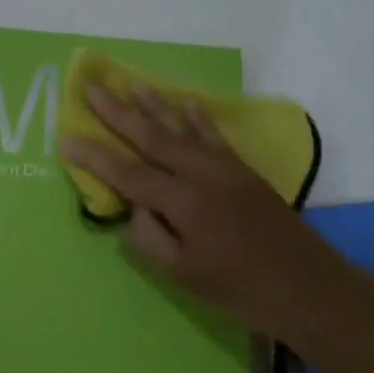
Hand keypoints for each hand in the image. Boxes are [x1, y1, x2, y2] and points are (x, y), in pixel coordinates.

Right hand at [60, 84, 339, 342]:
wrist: (308, 287)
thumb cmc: (240, 289)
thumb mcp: (184, 275)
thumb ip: (150, 238)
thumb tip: (136, 209)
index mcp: (183, 202)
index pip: (127, 173)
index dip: (93, 157)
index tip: (64, 137)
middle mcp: (202, 174)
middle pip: (152, 137)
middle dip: (118, 112)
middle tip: (92, 87)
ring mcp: (226, 168)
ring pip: (183, 128)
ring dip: (155, 104)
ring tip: (132, 83)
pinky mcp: (244, 171)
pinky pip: (215, 135)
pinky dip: (199, 117)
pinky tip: (188, 102)